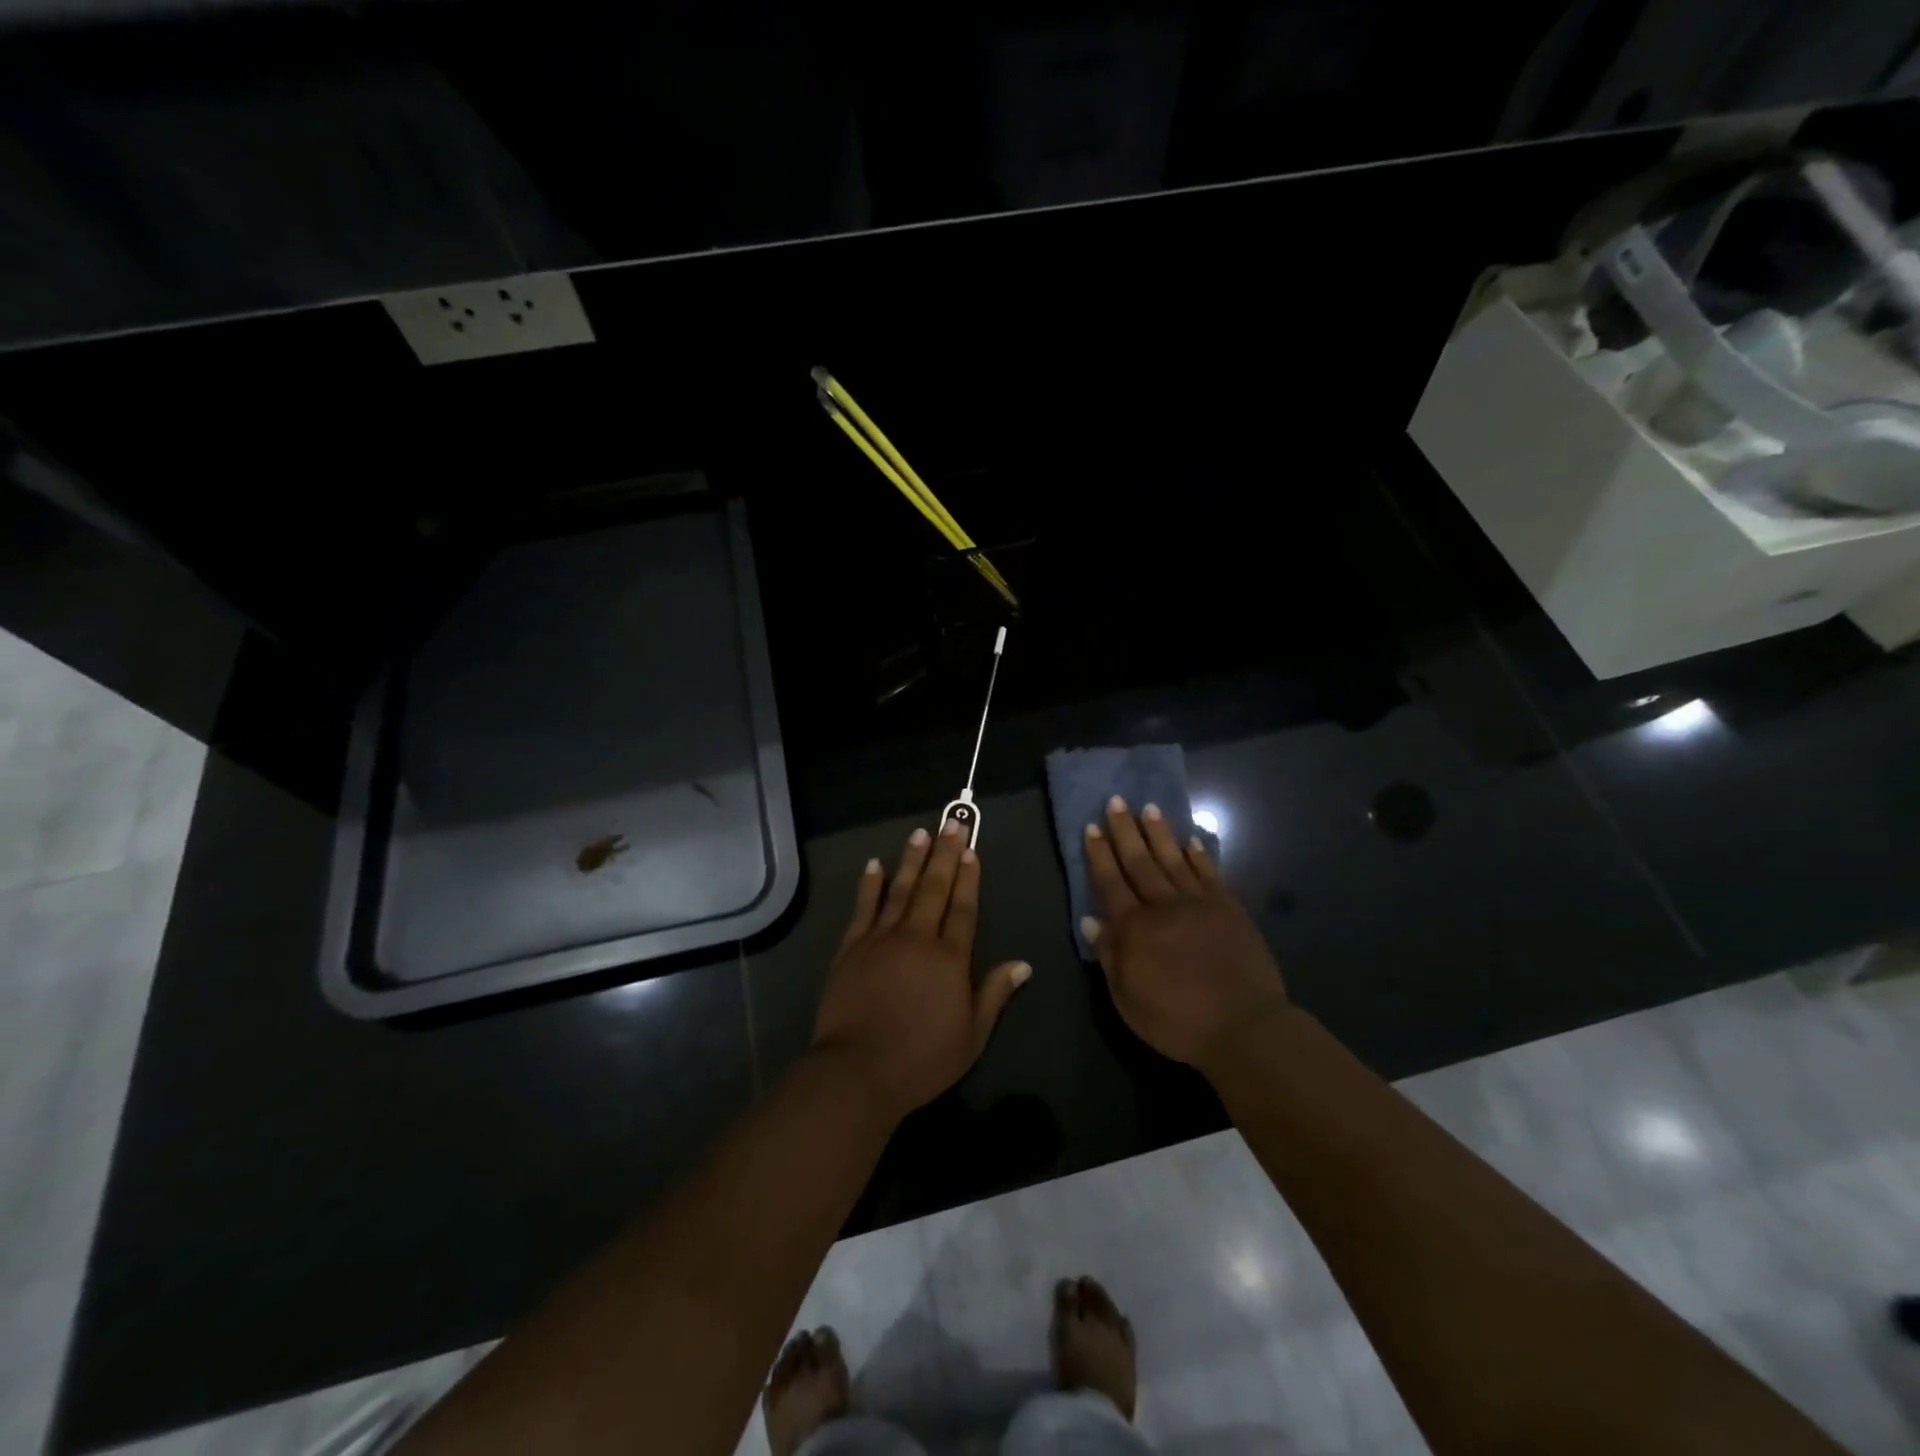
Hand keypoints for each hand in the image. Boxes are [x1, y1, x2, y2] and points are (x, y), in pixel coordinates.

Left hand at [813, 823, 1030, 1123]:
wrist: (858, 1070)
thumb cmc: (922, 1058)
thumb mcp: (972, 1036)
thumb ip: (995, 994)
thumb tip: (1023, 964)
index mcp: (949, 958)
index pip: (963, 908)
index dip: (969, 878)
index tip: (971, 851)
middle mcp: (917, 937)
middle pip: (934, 888)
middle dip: (944, 855)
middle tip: (952, 824)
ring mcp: (881, 939)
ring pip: (899, 889)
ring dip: (911, 859)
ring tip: (920, 833)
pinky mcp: (851, 947)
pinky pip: (863, 908)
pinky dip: (869, 884)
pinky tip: (874, 864)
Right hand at [1082, 797, 1288, 1073]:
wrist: (1244, 1027)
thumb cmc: (1177, 1021)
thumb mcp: (1128, 999)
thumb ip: (1110, 956)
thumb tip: (1091, 920)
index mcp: (1135, 928)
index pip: (1110, 882)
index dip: (1099, 854)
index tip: (1092, 827)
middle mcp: (1163, 906)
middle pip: (1139, 861)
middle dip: (1125, 830)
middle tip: (1116, 800)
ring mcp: (1199, 903)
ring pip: (1173, 859)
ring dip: (1159, 833)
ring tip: (1148, 808)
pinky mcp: (1228, 908)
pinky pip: (1209, 873)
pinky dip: (1198, 855)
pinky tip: (1190, 840)